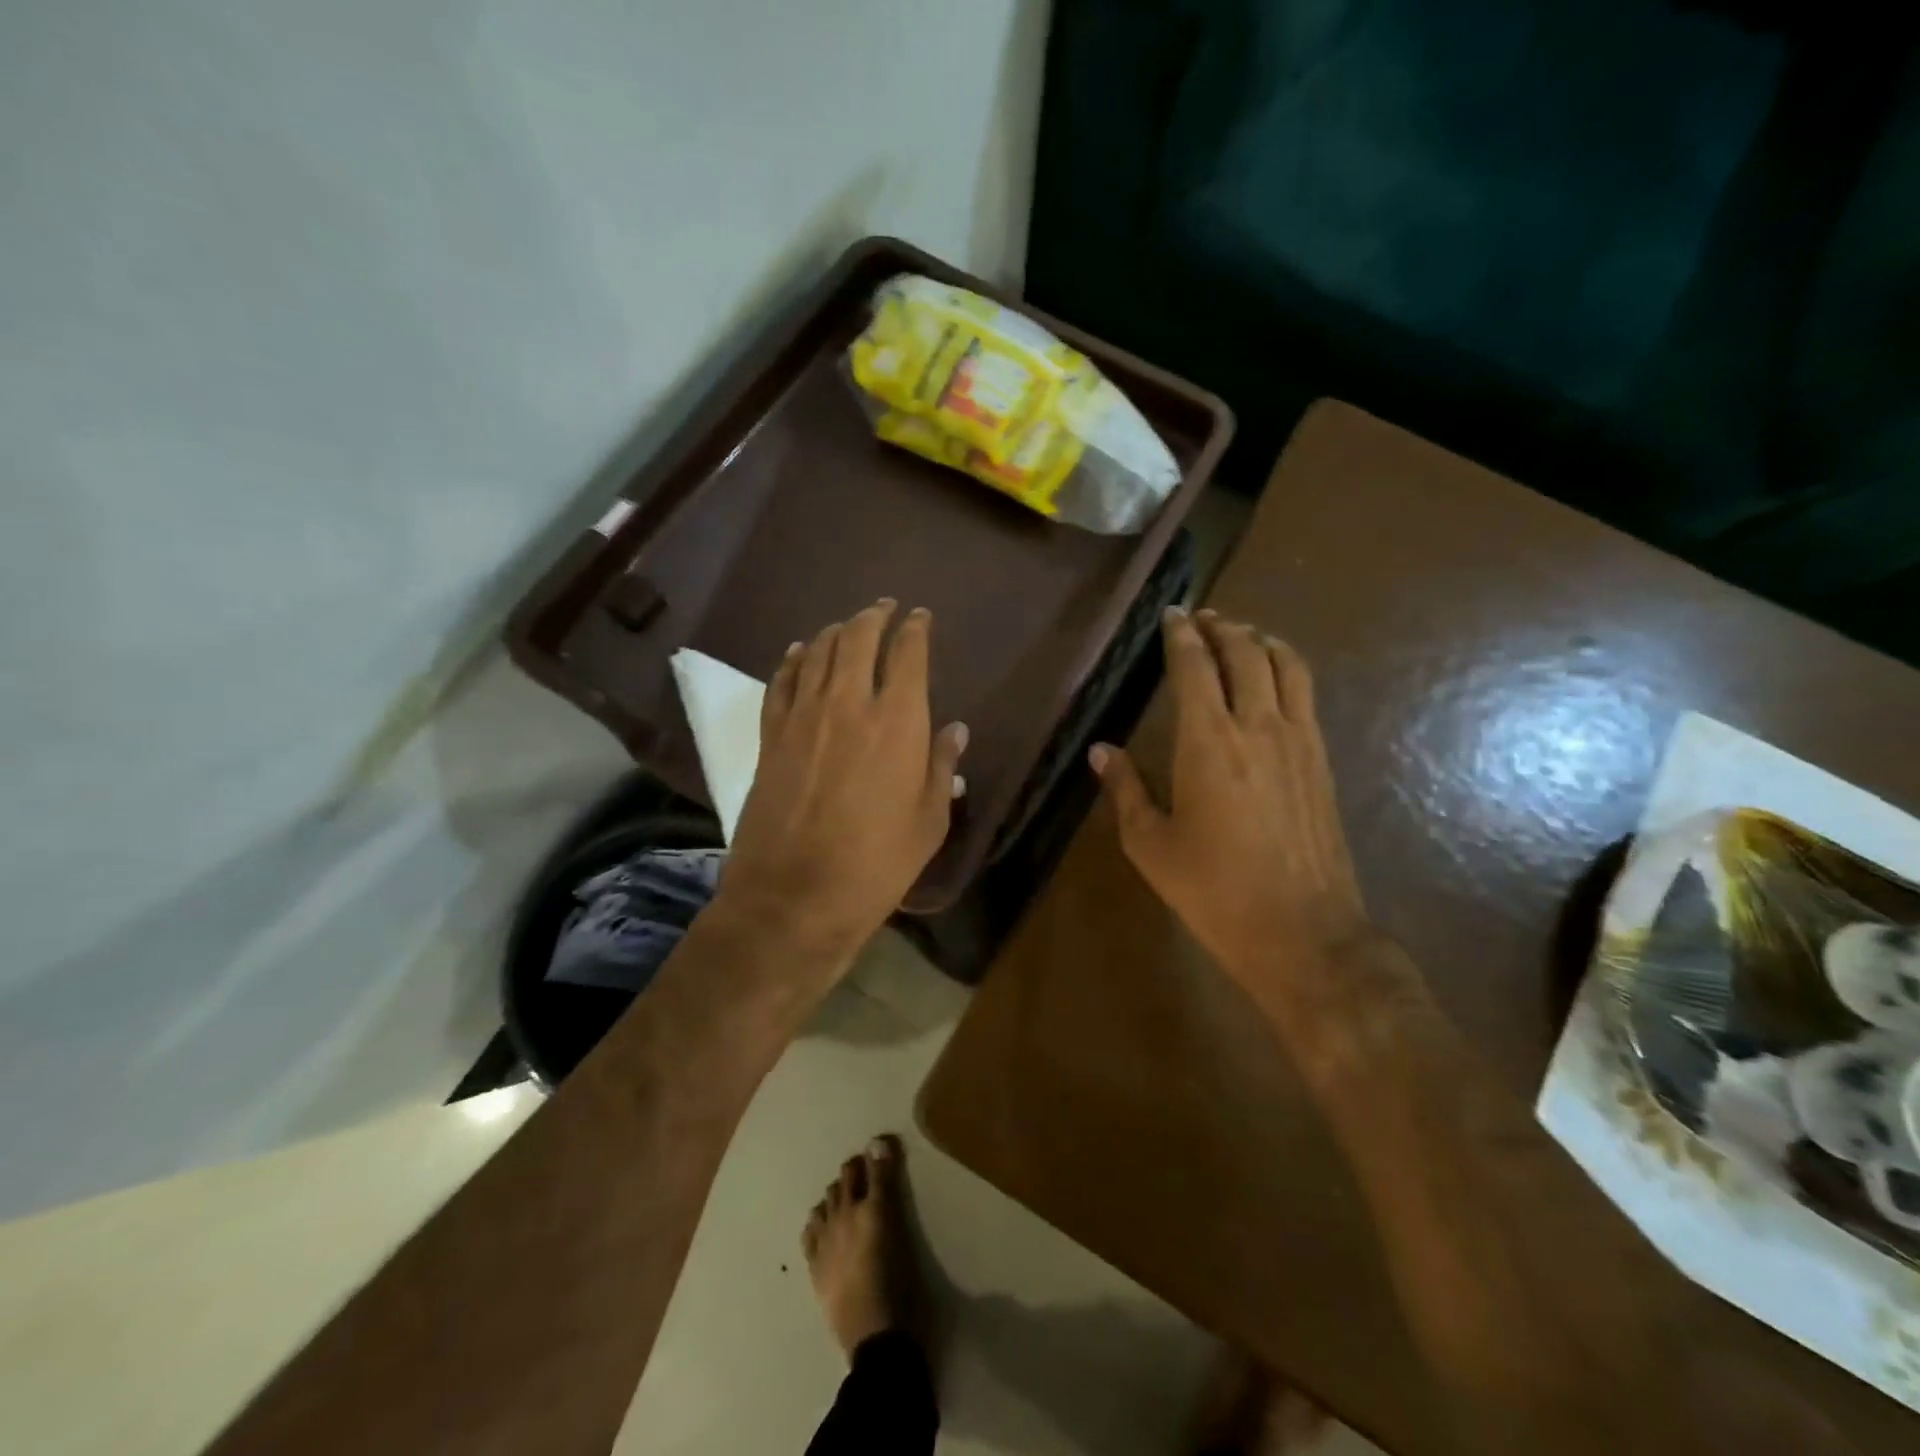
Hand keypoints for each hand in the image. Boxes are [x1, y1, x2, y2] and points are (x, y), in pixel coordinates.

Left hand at [720, 600, 966, 967]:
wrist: (795, 896)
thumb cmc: (877, 864)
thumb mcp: (929, 821)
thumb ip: (941, 766)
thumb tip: (956, 730)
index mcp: (898, 721)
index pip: (908, 654)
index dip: (916, 629)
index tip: (921, 617)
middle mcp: (849, 703)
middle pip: (858, 638)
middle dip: (874, 616)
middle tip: (884, 607)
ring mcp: (803, 716)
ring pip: (818, 652)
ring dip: (836, 631)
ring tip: (848, 625)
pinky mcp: (771, 736)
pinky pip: (782, 681)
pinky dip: (794, 659)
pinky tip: (801, 652)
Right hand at [1090, 607, 1369, 1008]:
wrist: (1302, 931)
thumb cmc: (1213, 890)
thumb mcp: (1150, 844)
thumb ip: (1125, 789)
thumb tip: (1101, 751)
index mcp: (1208, 741)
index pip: (1195, 666)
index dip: (1181, 634)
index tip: (1171, 614)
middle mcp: (1257, 725)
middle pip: (1244, 652)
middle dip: (1221, 627)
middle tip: (1202, 618)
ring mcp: (1298, 739)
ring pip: (1285, 664)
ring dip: (1260, 640)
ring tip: (1241, 635)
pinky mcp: (1322, 758)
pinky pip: (1306, 692)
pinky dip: (1286, 668)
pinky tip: (1274, 679)